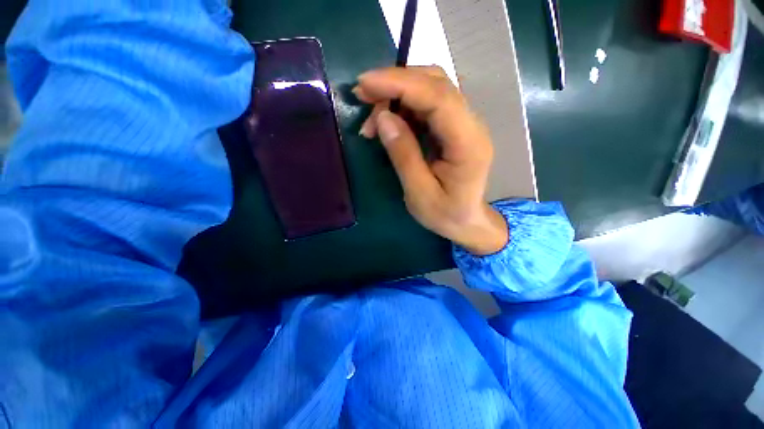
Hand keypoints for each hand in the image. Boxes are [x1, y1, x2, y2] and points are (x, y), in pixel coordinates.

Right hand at [354, 66, 507, 255]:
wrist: (468, 221)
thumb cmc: (446, 214)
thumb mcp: (419, 193)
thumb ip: (404, 155)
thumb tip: (383, 118)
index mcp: (467, 144)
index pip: (438, 98)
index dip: (400, 84)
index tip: (365, 84)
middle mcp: (471, 126)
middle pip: (436, 84)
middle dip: (395, 83)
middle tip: (363, 97)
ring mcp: (464, 124)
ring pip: (431, 89)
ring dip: (397, 94)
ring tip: (371, 118)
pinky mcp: (454, 128)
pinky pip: (429, 105)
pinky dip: (404, 106)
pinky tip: (388, 122)